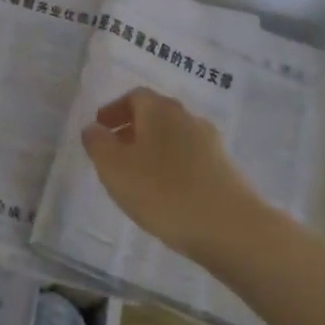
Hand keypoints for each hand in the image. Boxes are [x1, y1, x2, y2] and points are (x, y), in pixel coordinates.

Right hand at [81, 87, 264, 261]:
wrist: (231, 228)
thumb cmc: (163, 193)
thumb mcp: (115, 169)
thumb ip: (98, 144)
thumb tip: (93, 128)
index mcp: (160, 110)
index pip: (134, 96)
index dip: (114, 110)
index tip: (100, 129)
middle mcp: (188, 118)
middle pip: (155, 115)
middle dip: (132, 129)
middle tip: (113, 153)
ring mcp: (211, 143)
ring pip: (173, 137)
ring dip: (152, 149)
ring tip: (137, 177)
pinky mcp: (225, 168)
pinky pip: (189, 158)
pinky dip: (171, 166)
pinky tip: (165, 193)